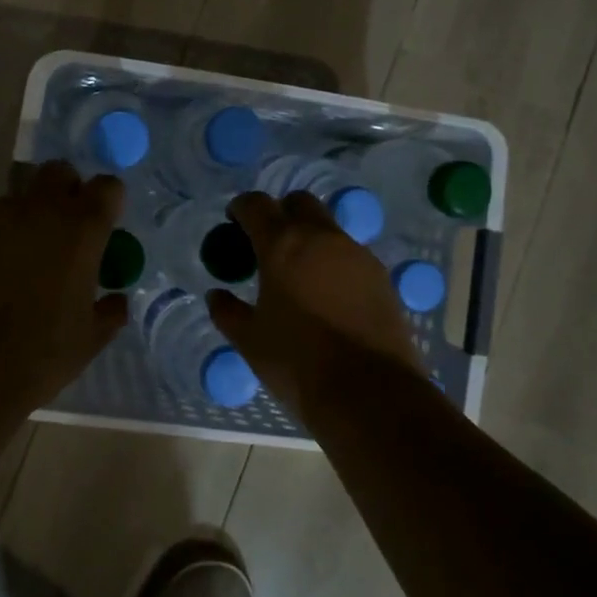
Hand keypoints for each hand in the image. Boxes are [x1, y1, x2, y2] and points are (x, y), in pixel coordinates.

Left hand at [0, 161, 129, 406]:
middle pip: (59, 172)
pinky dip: (3, 232)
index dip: (110, 201)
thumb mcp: (91, 338)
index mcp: (82, 229)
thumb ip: (110, 310)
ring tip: (30, 253)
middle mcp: (42, 209)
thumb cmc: (40, 353)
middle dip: (68, 190)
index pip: (107, 186)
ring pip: (23, 193)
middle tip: (69, 229)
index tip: (107, 226)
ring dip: (34, 211)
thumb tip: (116, 298)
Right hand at [208, 191, 422, 410]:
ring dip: (309, 236)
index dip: (241, 208)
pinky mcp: (381, 275)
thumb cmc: (298, 363)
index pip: (257, 204)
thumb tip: (216, 296)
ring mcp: (357, 254)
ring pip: (328, 226)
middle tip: (267, 243)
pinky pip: (350, 253)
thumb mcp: (250, 340)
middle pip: (299, 202)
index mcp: (282, 245)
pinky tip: (327, 294)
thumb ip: (228, 311)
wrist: (370, 393)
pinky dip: (333, 260)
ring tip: (298, 273)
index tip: (233, 223)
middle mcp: (322, 237)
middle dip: (280, 212)